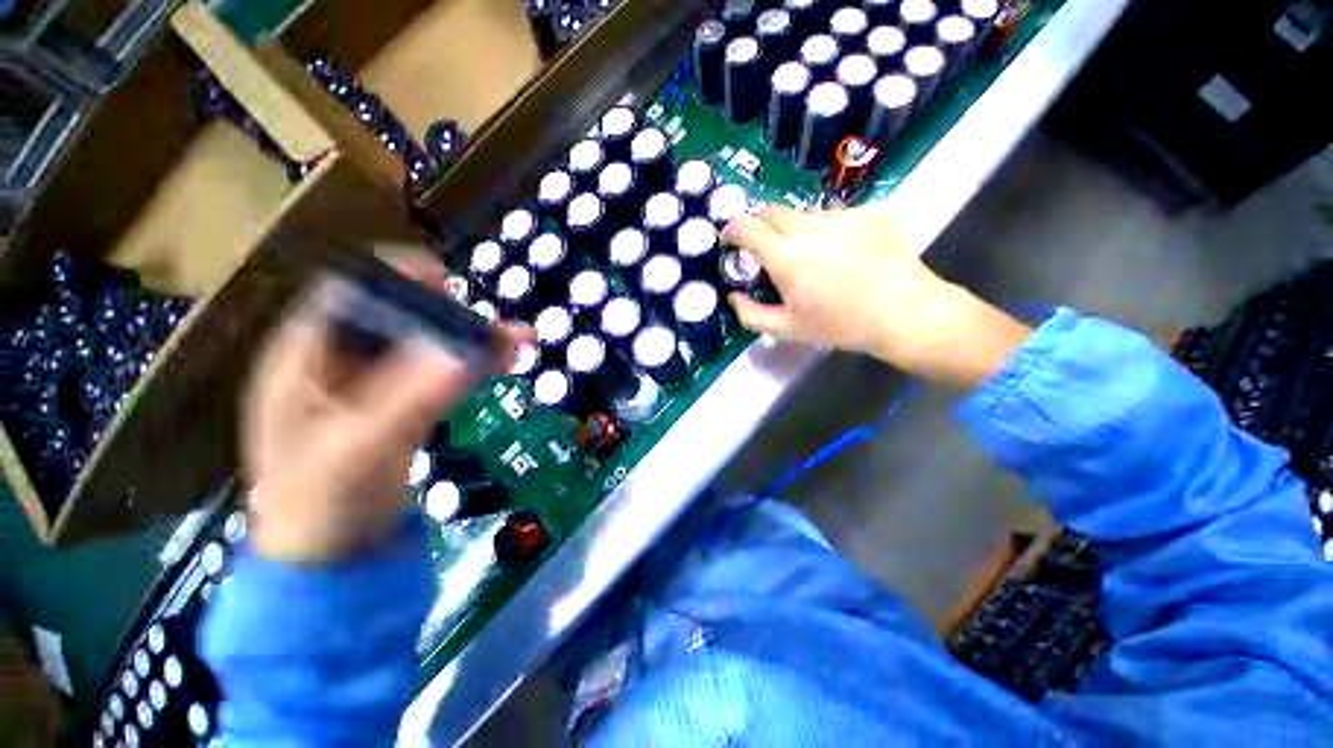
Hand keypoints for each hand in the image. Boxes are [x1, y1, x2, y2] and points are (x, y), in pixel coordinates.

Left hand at [243, 259, 528, 563]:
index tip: (446, 280)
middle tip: (495, 323)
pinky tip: (503, 363)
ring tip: (518, 341)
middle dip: (449, 315)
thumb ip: (411, 399)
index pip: (348, 296)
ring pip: (426, 347)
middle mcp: (340, 363)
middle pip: (397, 320)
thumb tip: (465, 352)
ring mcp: (374, 386)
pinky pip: (440, 375)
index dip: (394, 280)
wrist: (332, 558)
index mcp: (305, 359)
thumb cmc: (320, 503)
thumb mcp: (360, 449)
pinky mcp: (403, 406)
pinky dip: (472, 367)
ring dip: (471, 341)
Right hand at [722, 206, 1030, 388]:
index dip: (732, 229)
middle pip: (770, 210)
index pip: (746, 225)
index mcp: (786, 256)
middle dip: (759, 226)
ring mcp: (840, 216)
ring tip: (811, 258)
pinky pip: (833, 216)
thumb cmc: (840, 325)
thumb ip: (751, 314)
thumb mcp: (788, 329)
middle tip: (766, 250)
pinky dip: (825, 231)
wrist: (905, 312)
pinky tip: (842, 254)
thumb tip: (733, 297)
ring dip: (794, 230)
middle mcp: (809, 227)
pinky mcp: (866, 212)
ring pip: (802, 214)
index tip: (731, 240)